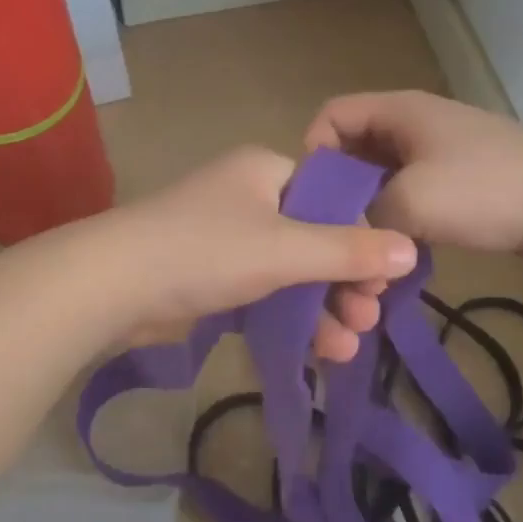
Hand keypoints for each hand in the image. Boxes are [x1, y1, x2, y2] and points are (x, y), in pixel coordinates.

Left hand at [109, 147, 417, 361]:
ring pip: (290, 271)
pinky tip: (316, 349)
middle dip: (344, 283)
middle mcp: (248, 198)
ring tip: (347, 348)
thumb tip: (412, 251)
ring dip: (321, 308)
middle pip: (314, 239)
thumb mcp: (285, 250)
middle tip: (370, 319)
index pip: (332, 199)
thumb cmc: (205, 251)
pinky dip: (288, 317)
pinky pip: (263, 292)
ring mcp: (226, 238)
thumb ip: (349, 251)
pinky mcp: (210, 276)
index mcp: (267, 171)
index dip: (362, 238)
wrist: (110, 286)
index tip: (383, 281)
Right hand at [304, 91, 522, 259]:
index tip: (313, 202)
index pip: (331, 116)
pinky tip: (399, 257)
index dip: (313, 154)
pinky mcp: (456, 185)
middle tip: (337, 239)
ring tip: (368, 258)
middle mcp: (413, 126)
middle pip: (353, 153)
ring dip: (370, 217)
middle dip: (340, 196)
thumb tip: (343, 236)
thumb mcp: (412, 201)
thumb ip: (363, 215)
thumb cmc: (486, 189)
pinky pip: (409, 199)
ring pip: (381, 182)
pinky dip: (398, 224)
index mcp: (398, 112)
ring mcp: (437, 155)